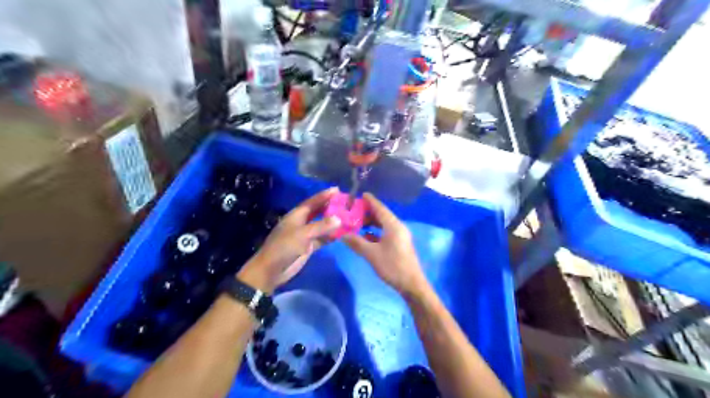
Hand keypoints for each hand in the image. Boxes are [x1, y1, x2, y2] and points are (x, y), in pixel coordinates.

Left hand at [236, 186, 341, 292]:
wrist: (272, 270)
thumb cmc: (284, 247)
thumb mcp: (302, 235)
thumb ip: (321, 226)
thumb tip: (339, 219)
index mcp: (296, 216)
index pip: (312, 202)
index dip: (324, 195)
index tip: (337, 189)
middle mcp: (301, 223)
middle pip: (318, 212)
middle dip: (330, 206)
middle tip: (345, 202)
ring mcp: (305, 235)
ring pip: (322, 225)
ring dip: (333, 222)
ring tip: (348, 216)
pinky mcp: (309, 246)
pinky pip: (323, 238)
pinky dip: (331, 235)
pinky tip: (342, 233)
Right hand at [344, 193, 426, 294]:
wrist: (411, 284)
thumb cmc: (392, 266)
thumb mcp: (372, 254)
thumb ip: (357, 242)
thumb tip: (343, 234)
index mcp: (393, 226)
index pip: (380, 208)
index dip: (370, 201)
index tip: (361, 194)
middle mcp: (398, 227)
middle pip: (382, 216)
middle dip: (368, 213)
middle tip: (353, 211)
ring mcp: (400, 236)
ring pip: (383, 225)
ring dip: (371, 223)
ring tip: (356, 223)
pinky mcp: (399, 245)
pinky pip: (385, 233)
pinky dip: (375, 232)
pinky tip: (364, 236)